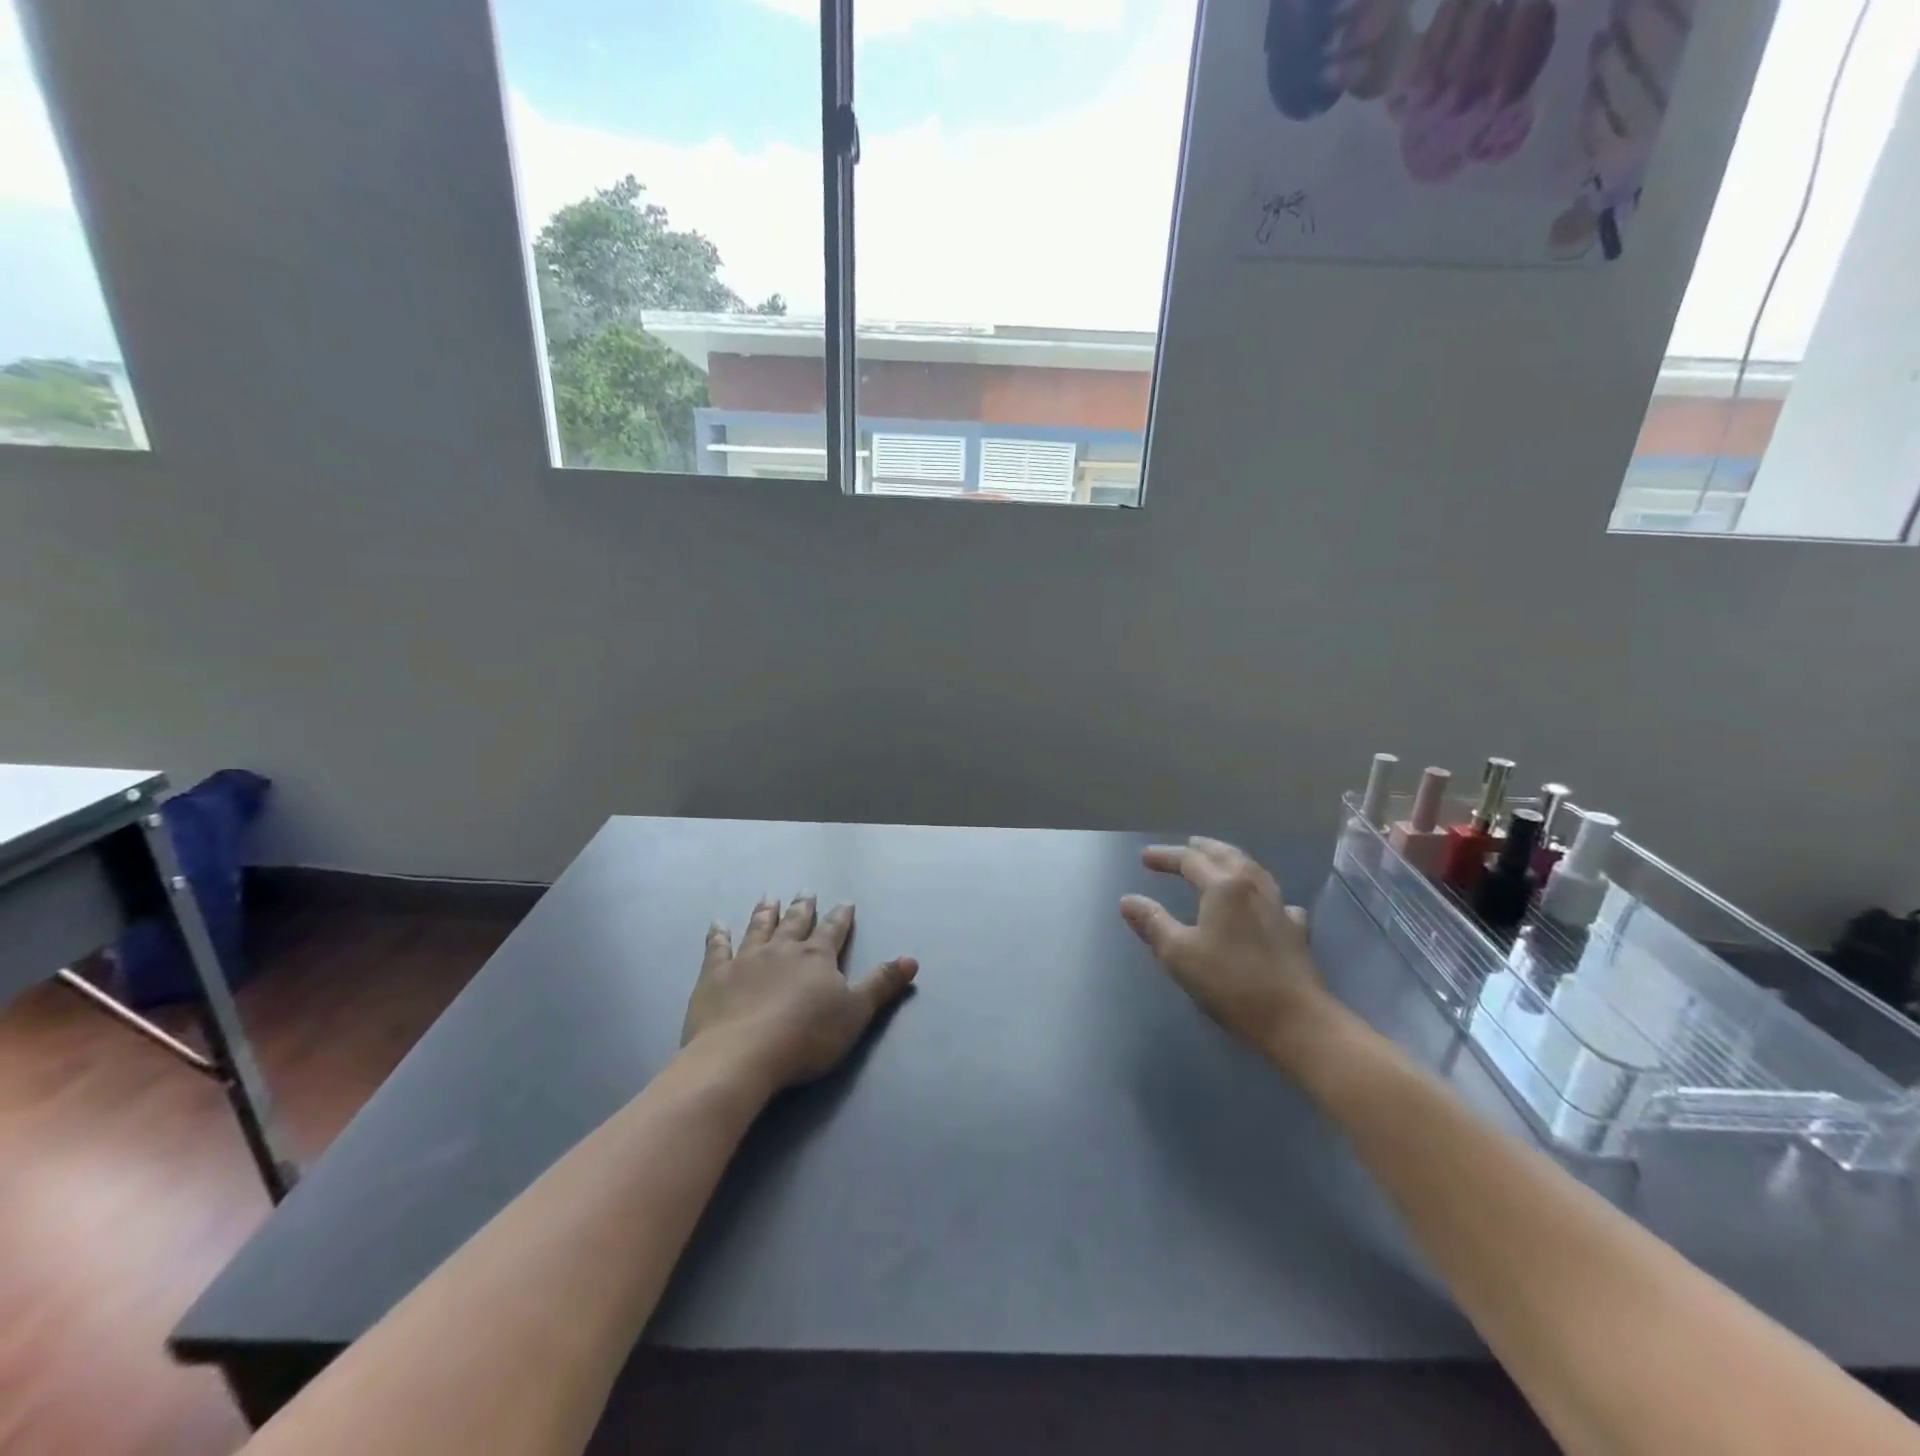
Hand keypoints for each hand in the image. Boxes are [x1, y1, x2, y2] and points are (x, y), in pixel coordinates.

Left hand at [681, 895, 917, 1093]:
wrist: (744, 1054)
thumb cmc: (807, 1036)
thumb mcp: (856, 1012)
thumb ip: (881, 984)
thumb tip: (911, 959)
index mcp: (817, 958)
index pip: (833, 931)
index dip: (840, 917)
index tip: (845, 902)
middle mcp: (782, 950)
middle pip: (795, 923)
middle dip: (802, 908)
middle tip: (805, 892)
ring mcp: (746, 960)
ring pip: (758, 929)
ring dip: (765, 913)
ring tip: (769, 898)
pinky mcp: (715, 977)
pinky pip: (717, 949)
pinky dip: (718, 936)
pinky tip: (717, 925)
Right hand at [1120, 837, 1338, 1063]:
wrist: (1295, 1019)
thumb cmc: (1230, 983)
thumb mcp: (1178, 954)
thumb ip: (1152, 922)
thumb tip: (1128, 900)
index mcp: (1224, 886)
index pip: (1190, 860)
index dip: (1166, 856)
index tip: (1144, 858)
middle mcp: (1254, 886)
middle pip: (1227, 855)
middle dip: (1203, 848)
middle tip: (1187, 845)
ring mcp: (1279, 907)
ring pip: (1254, 871)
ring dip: (1232, 860)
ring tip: (1220, 861)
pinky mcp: (1296, 931)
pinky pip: (1276, 899)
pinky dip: (1261, 893)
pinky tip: (1263, 903)